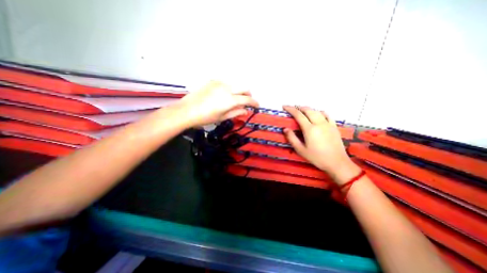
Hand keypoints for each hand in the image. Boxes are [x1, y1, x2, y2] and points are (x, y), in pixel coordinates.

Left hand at [176, 80, 258, 126]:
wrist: (187, 110)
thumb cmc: (206, 117)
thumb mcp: (222, 117)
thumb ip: (236, 113)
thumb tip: (246, 111)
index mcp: (230, 100)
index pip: (247, 99)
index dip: (254, 102)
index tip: (257, 106)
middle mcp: (227, 88)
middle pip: (244, 88)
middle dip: (248, 95)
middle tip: (247, 102)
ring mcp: (219, 83)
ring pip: (235, 84)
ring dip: (239, 91)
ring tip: (236, 99)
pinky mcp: (212, 81)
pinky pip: (226, 83)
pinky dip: (230, 88)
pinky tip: (225, 94)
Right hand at [284, 106, 357, 184]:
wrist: (337, 162)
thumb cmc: (317, 157)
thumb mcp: (301, 150)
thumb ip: (292, 138)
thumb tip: (285, 129)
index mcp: (310, 129)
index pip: (298, 115)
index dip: (290, 109)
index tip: (284, 106)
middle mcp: (319, 123)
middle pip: (308, 110)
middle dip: (299, 107)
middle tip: (292, 108)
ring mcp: (328, 124)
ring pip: (317, 111)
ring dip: (308, 109)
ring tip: (302, 110)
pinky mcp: (334, 126)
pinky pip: (327, 115)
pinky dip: (320, 112)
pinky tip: (317, 114)